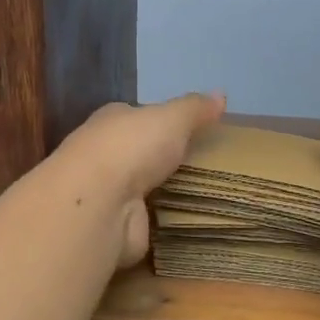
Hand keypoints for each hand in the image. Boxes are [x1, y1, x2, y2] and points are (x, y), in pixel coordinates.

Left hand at [55, 93, 226, 266]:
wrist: (99, 204)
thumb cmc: (132, 148)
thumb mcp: (172, 118)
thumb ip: (195, 108)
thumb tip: (220, 94)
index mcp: (112, 121)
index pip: (136, 116)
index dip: (159, 120)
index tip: (188, 130)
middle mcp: (104, 154)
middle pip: (138, 153)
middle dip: (162, 159)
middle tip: (203, 165)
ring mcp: (108, 192)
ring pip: (141, 188)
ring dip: (163, 192)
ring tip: (203, 196)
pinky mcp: (116, 225)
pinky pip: (146, 220)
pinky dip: (161, 223)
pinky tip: (184, 223)